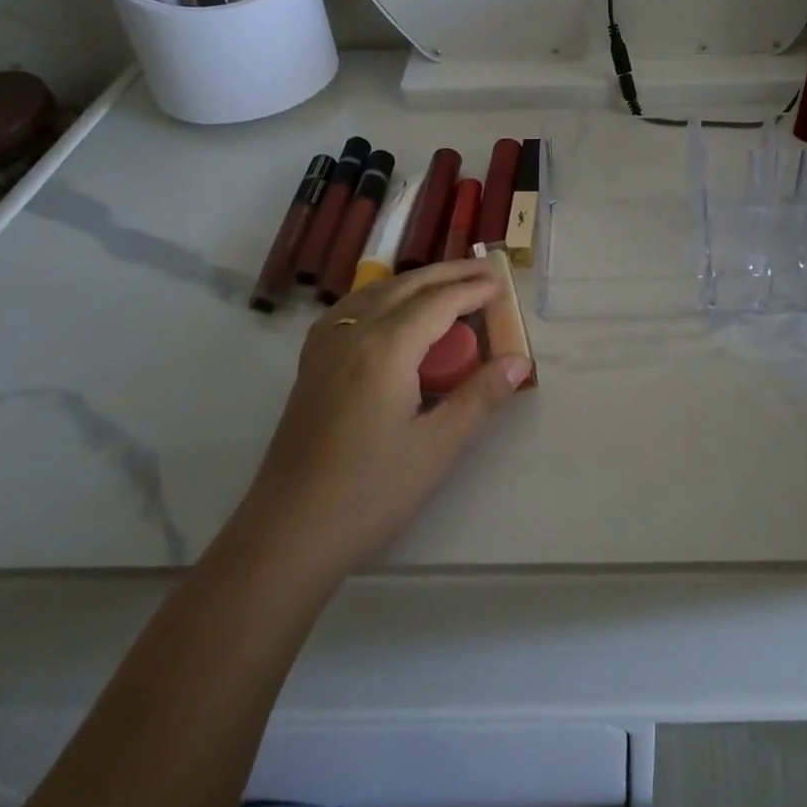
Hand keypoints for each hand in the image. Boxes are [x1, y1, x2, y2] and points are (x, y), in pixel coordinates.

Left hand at [239, 259, 530, 578]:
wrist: (287, 535)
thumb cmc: (369, 493)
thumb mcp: (436, 447)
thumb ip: (479, 397)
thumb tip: (518, 361)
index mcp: (385, 348)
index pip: (438, 302)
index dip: (473, 291)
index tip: (503, 285)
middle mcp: (352, 334)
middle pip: (406, 286)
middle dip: (447, 274)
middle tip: (485, 270)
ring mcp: (325, 349)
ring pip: (374, 293)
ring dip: (414, 282)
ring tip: (445, 284)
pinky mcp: (311, 368)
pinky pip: (349, 311)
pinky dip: (380, 297)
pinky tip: (387, 312)